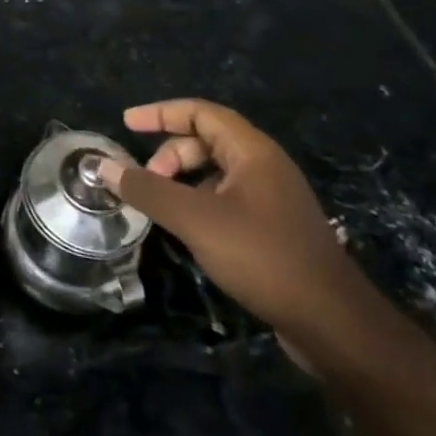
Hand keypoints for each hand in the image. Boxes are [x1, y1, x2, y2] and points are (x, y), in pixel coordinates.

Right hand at [98, 99, 373, 347]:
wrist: (332, 323)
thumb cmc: (263, 256)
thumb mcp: (196, 220)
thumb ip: (148, 190)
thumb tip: (103, 166)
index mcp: (252, 151)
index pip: (200, 112)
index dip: (161, 113)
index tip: (127, 123)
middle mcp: (265, 166)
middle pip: (207, 141)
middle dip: (170, 155)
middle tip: (146, 181)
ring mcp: (273, 199)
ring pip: (216, 173)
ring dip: (183, 181)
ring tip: (161, 208)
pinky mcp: (274, 229)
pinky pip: (227, 199)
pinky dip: (200, 203)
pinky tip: (188, 232)